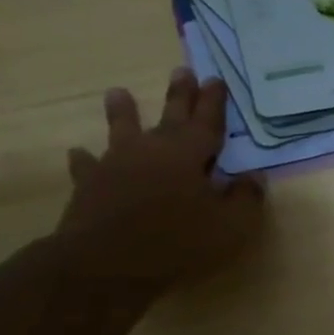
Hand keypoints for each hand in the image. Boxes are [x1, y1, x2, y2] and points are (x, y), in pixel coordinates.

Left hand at [53, 67, 265, 292]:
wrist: (107, 263)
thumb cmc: (178, 241)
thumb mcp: (231, 225)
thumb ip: (245, 198)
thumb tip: (253, 177)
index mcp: (189, 154)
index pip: (207, 122)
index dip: (214, 102)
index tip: (216, 79)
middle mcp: (152, 150)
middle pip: (170, 117)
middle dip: (179, 95)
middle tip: (182, 71)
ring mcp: (116, 165)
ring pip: (122, 131)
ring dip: (123, 112)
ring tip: (118, 92)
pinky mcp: (90, 186)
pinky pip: (88, 167)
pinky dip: (85, 159)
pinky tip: (79, 153)